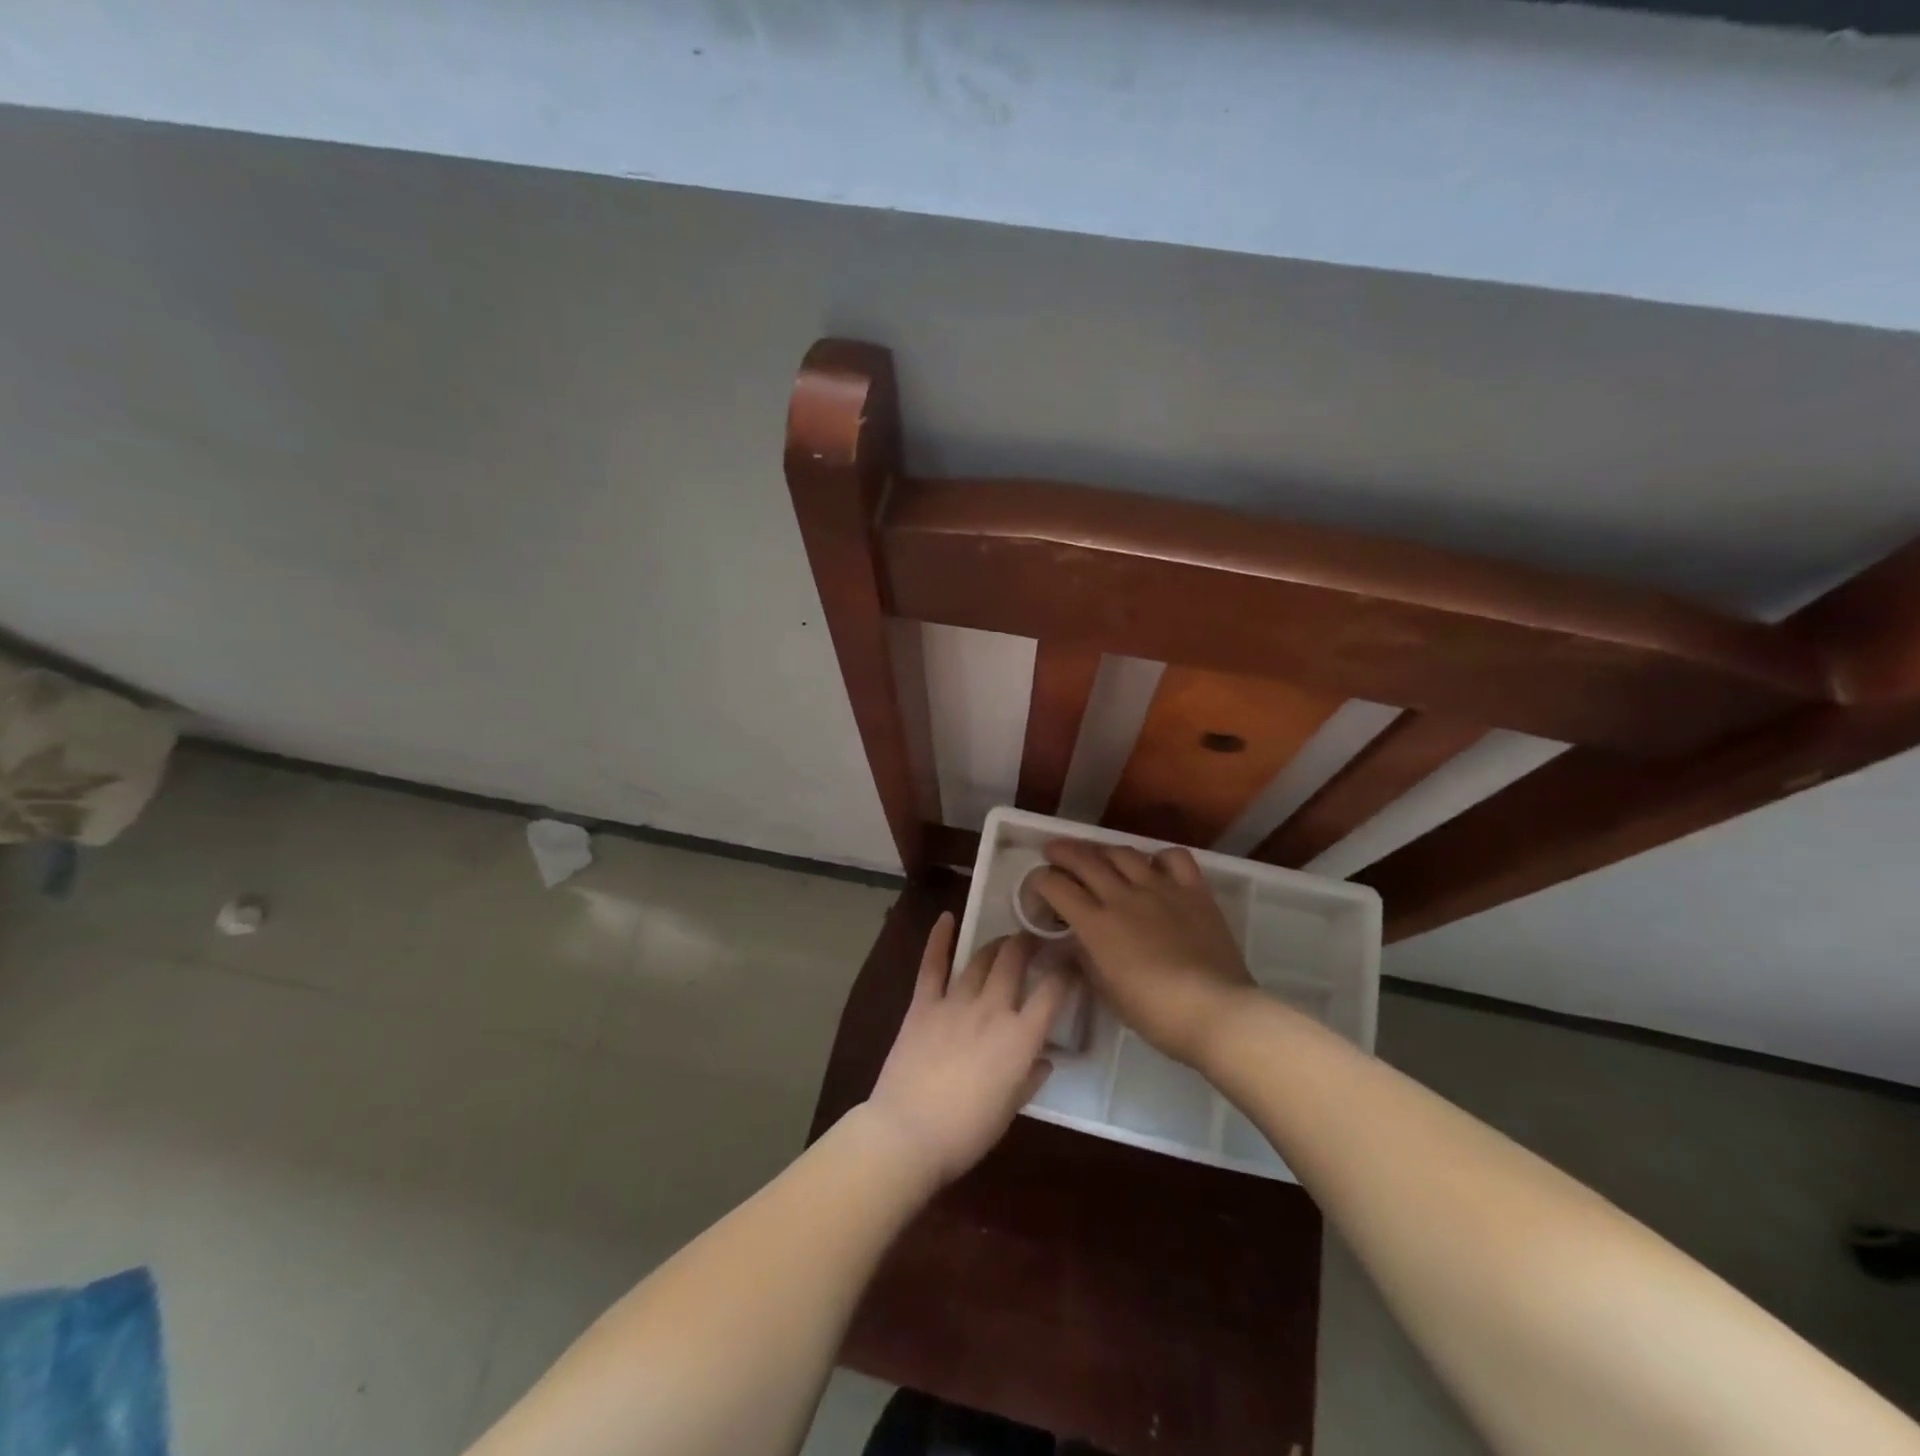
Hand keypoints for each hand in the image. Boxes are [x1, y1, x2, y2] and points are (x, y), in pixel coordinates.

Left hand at [865, 913, 1067, 1186]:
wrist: (908, 1133)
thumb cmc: (966, 1132)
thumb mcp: (1010, 1110)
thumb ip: (1029, 1078)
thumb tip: (1044, 1059)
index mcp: (1020, 1038)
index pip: (1053, 992)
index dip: (1066, 971)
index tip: (1071, 962)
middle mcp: (992, 1009)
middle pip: (1015, 961)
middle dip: (1028, 943)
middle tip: (1035, 940)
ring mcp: (955, 1002)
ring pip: (981, 959)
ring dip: (996, 944)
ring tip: (1005, 940)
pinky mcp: (923, 1004)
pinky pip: (933, 965)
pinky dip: (939, 939)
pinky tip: (946, 918)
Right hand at [1032, 840, 1257, 1067]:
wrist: (1215, 1011)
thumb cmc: (1154, 1013)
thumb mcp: (1106, 992)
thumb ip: (1086, 960)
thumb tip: (1075, 942)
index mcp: (1096, 924)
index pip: (1056, 887)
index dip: (1040, 881)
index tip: (1037, 885)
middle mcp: (1123, 896)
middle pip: (1084, 860)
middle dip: (1062, 852)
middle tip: (1052, 852)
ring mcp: (1160, 888)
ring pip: (1123, 853)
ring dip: (1103, 850)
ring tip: (1097, 855)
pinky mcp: (1193, 890)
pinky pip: (1173, 857)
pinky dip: (1158, 856)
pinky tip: (1153, 866)